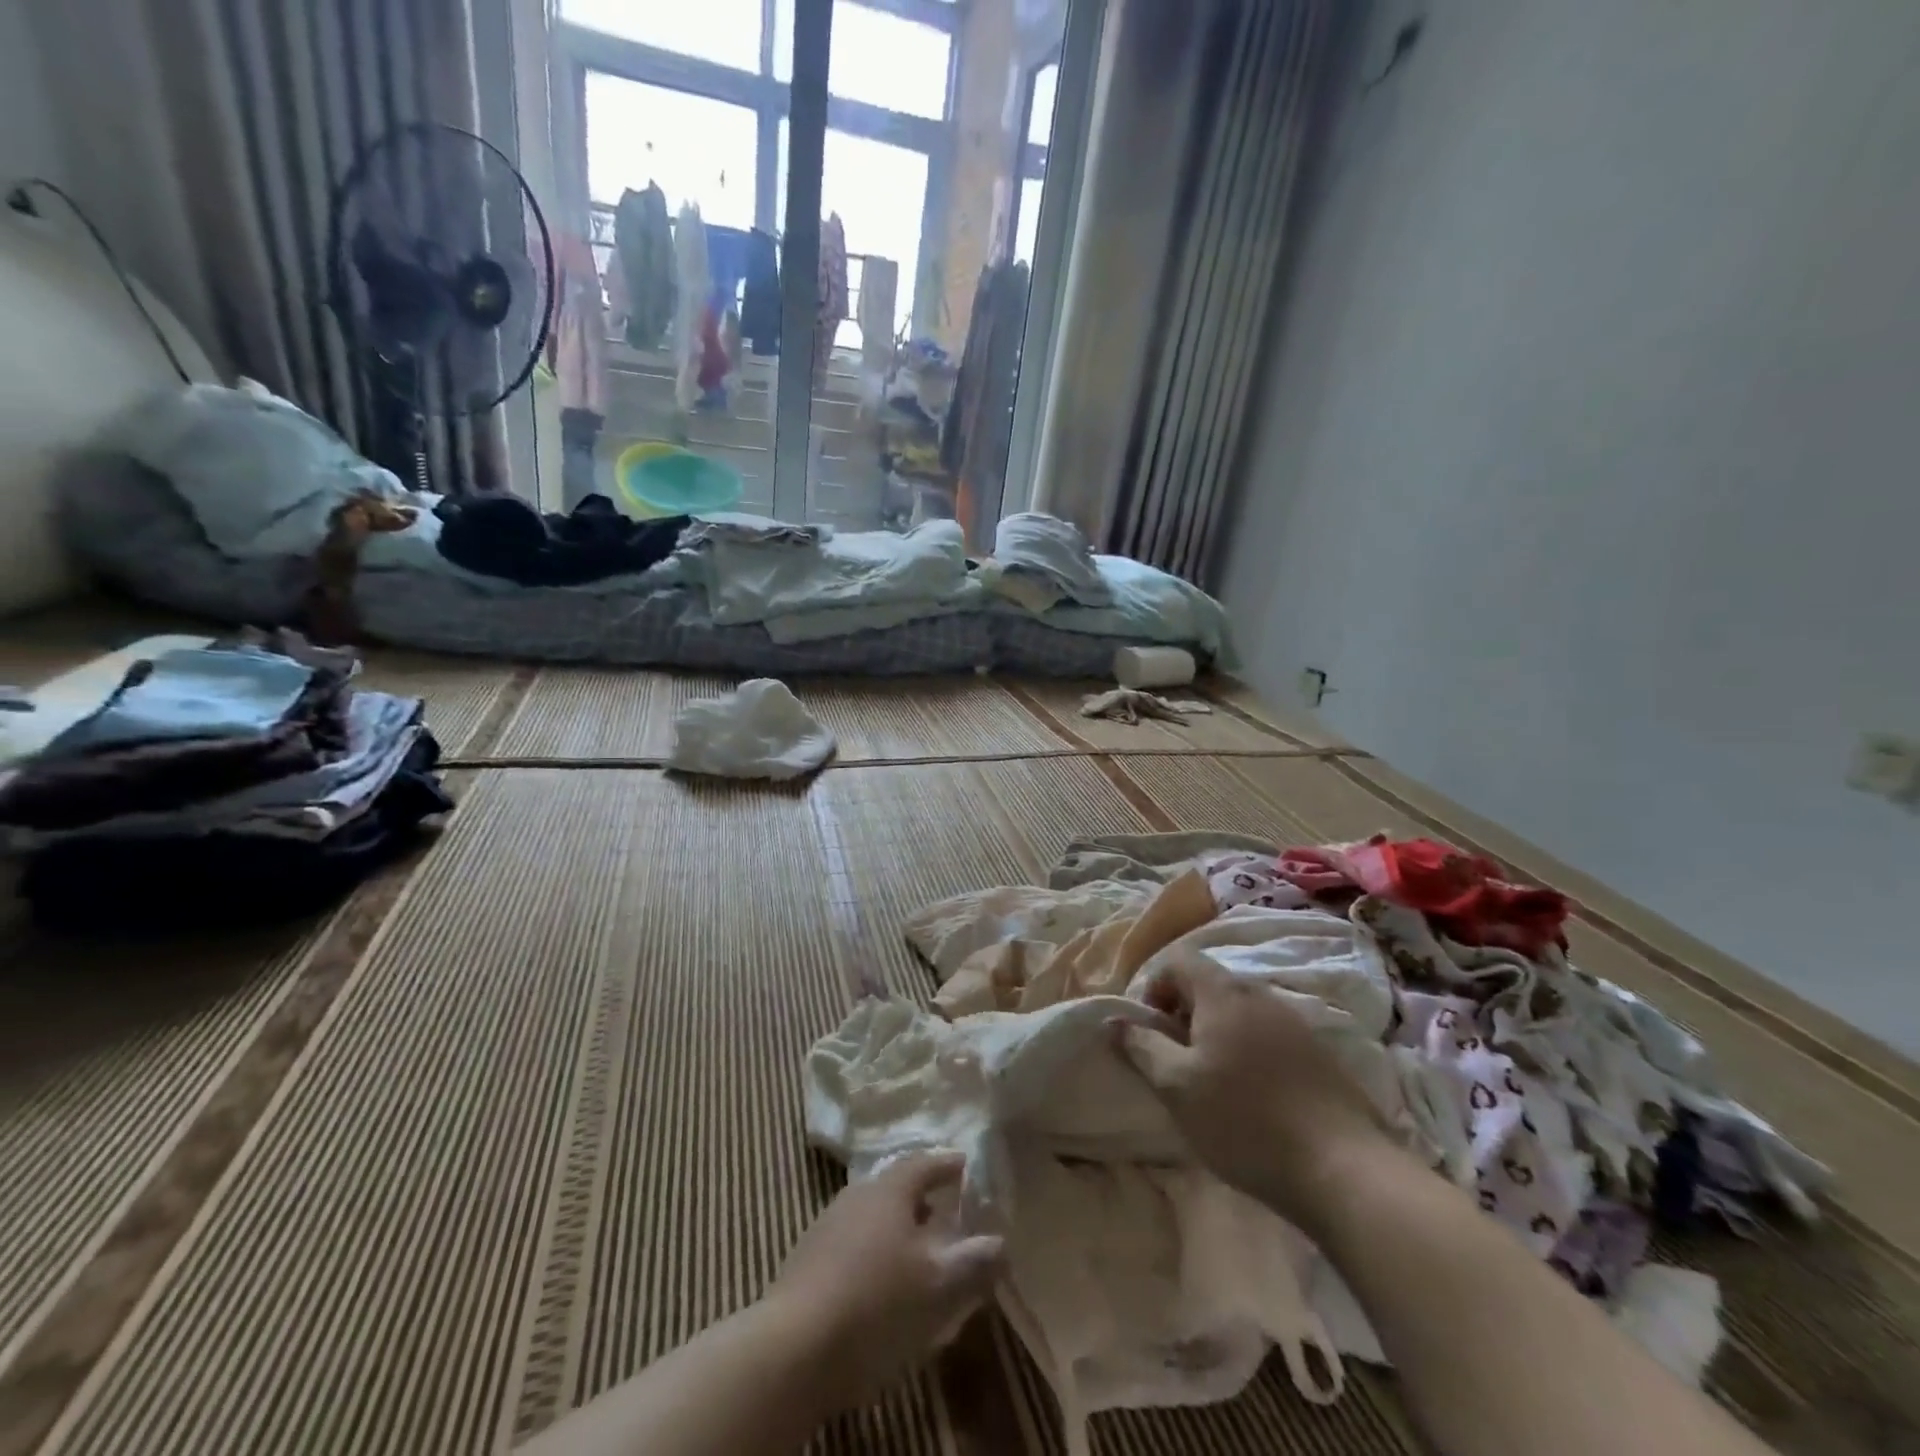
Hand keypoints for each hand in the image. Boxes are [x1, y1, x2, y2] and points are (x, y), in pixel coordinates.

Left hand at [768, 1151, 1004, 1411]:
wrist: (793, 1348)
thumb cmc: (876, 1302)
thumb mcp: (939, 1285)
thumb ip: (974, 1261)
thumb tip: (1001, 1243)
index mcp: (889, 1189)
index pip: (924, 1162)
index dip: (948, 1164)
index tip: (966, 1165)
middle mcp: (857, 1194)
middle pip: (895, 1187)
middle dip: (922, 1198)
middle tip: (946, 1213)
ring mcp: (827, 1225)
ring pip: (872, 1216)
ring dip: (897, 1229)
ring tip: (918, 1254)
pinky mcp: (807, 1260)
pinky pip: (852, 1243)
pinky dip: (874, 1252)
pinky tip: (881, 1283)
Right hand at [1112, 952, 1391, 1227]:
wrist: (1343, 1169)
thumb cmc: (1245, 1120)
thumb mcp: (1177, 1087)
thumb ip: (1142, 1047)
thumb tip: (1114, 1020)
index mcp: (1224, 992)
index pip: (1178, 960)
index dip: (1154, 987)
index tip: (1151, 1031)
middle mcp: (1260, 994)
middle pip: (1209, 984)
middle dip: (1183, 1014)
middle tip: (1176, 1061)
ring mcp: (1294, 1022)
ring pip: (1239, 1011)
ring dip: (1215, 1034)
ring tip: (1211, 1083)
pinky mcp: (1317, 1054)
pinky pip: (1267, 1035)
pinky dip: (1247, 1052)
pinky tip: (1252, 1098)